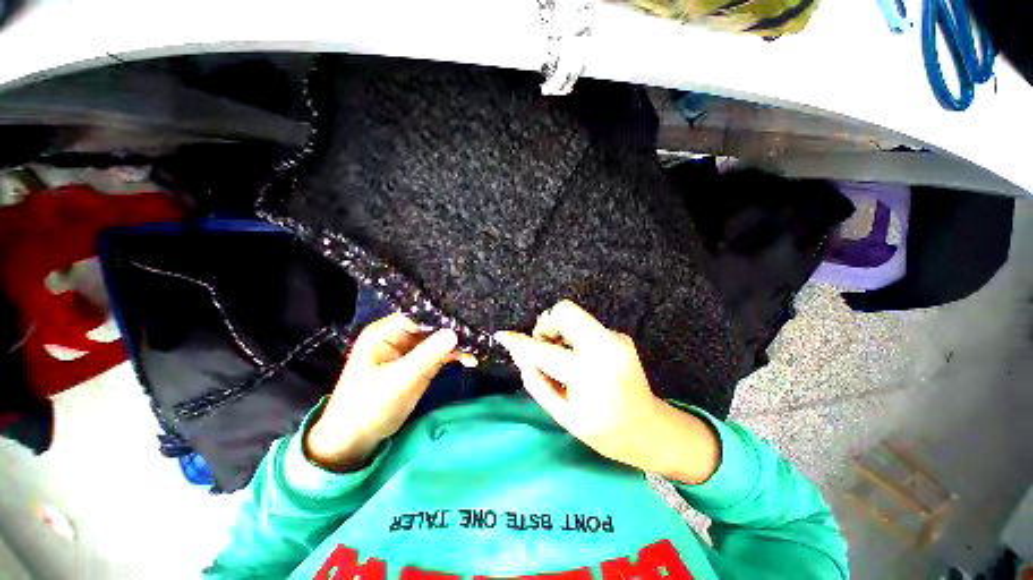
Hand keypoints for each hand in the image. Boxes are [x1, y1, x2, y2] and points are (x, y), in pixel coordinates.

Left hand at [306, 313, 466, 470]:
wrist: (355, 440)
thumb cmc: (368, 406)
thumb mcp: (399, 380)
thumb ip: (428, 355)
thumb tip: (455, 332)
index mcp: (386, 332)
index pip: (419, 314)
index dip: (442, 315)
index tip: (466, 317)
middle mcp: (399, 336)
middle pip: (431, 325)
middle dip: (453, 329)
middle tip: (477, 333)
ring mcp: (410, 350)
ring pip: (438, 339)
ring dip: (457, 343)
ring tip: (477, 348)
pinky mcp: (418, 364)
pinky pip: (440, 353)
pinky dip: (454, 355)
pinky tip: (470, 359)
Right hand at [495, 300, 719, 483]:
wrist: (649, 429)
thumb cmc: (604, 431)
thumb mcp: (564, 416)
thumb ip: (537, 383)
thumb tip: (521, 356)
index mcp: (588, 374)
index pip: (543, 351)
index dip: (520, 342)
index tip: (504, 335)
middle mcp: (604, 348)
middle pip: (565, 311)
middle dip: (547, 325)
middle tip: (545, 346)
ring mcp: (616, 338)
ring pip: (575, 315)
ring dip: (561, 330)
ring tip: (563, 356)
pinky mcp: (621, 336)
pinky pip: (587, 326)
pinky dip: (576, 337)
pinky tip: (583, 359)